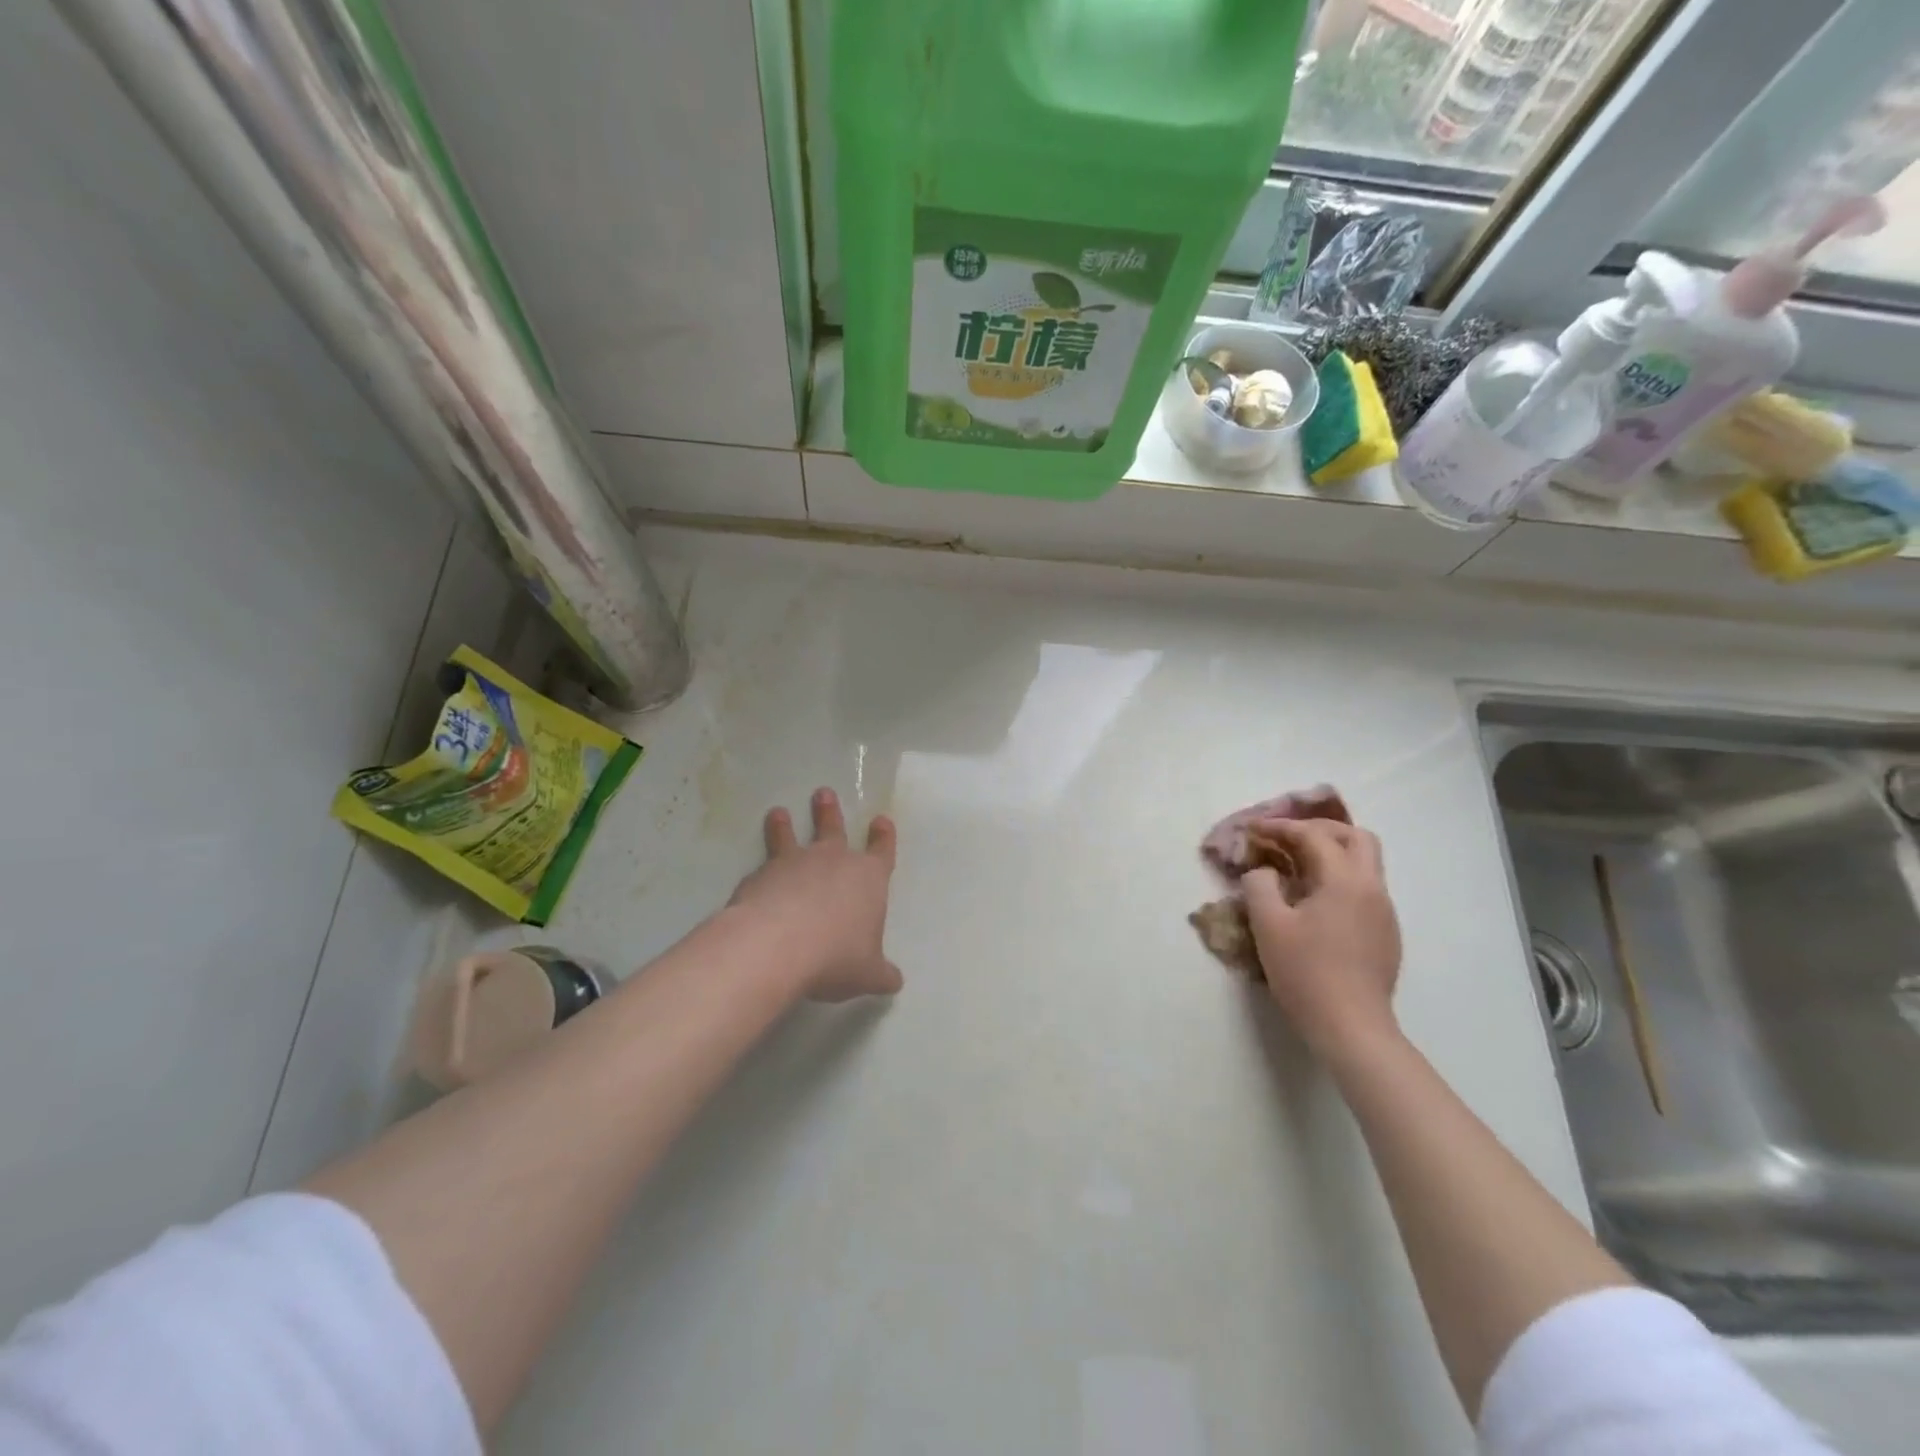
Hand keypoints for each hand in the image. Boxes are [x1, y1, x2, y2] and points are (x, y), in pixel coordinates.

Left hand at [728, 788, 901, 1002]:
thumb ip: (880, 974)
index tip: (881, 820)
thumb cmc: (836, 955)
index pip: (881, 851)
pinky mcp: (760, 876)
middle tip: (822, 794)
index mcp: (867, 878)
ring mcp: (793, 864)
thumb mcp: (867, 973)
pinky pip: (762, 869)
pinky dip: (759, 871)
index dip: (883, 837)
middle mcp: (832, 862)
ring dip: (784, 826)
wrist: (778, 945)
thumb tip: (894, 982)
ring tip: (777, 813)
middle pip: (833, 830)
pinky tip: (752, 878)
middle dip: (829, 813)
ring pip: (790, 838)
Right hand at [1243, 819, 1401, 1056]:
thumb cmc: (1306, 973)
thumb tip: (1265, 872)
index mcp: (1345, 880)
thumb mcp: (1268, 925)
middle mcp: (1372, 888)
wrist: (1352, 1028)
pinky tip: (1315, 901)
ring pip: (1365, 863)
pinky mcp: (1386, 934)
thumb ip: (1260, 885)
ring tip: (1297, 866)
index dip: (1280, 827)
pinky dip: (1339, 879)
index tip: (1253, 829)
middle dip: (1319, 830)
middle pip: (1355, 838)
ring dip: (1332, 853)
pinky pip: (1364, 889)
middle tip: (1286, 838)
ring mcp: (1384, 912)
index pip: (1313, 836)